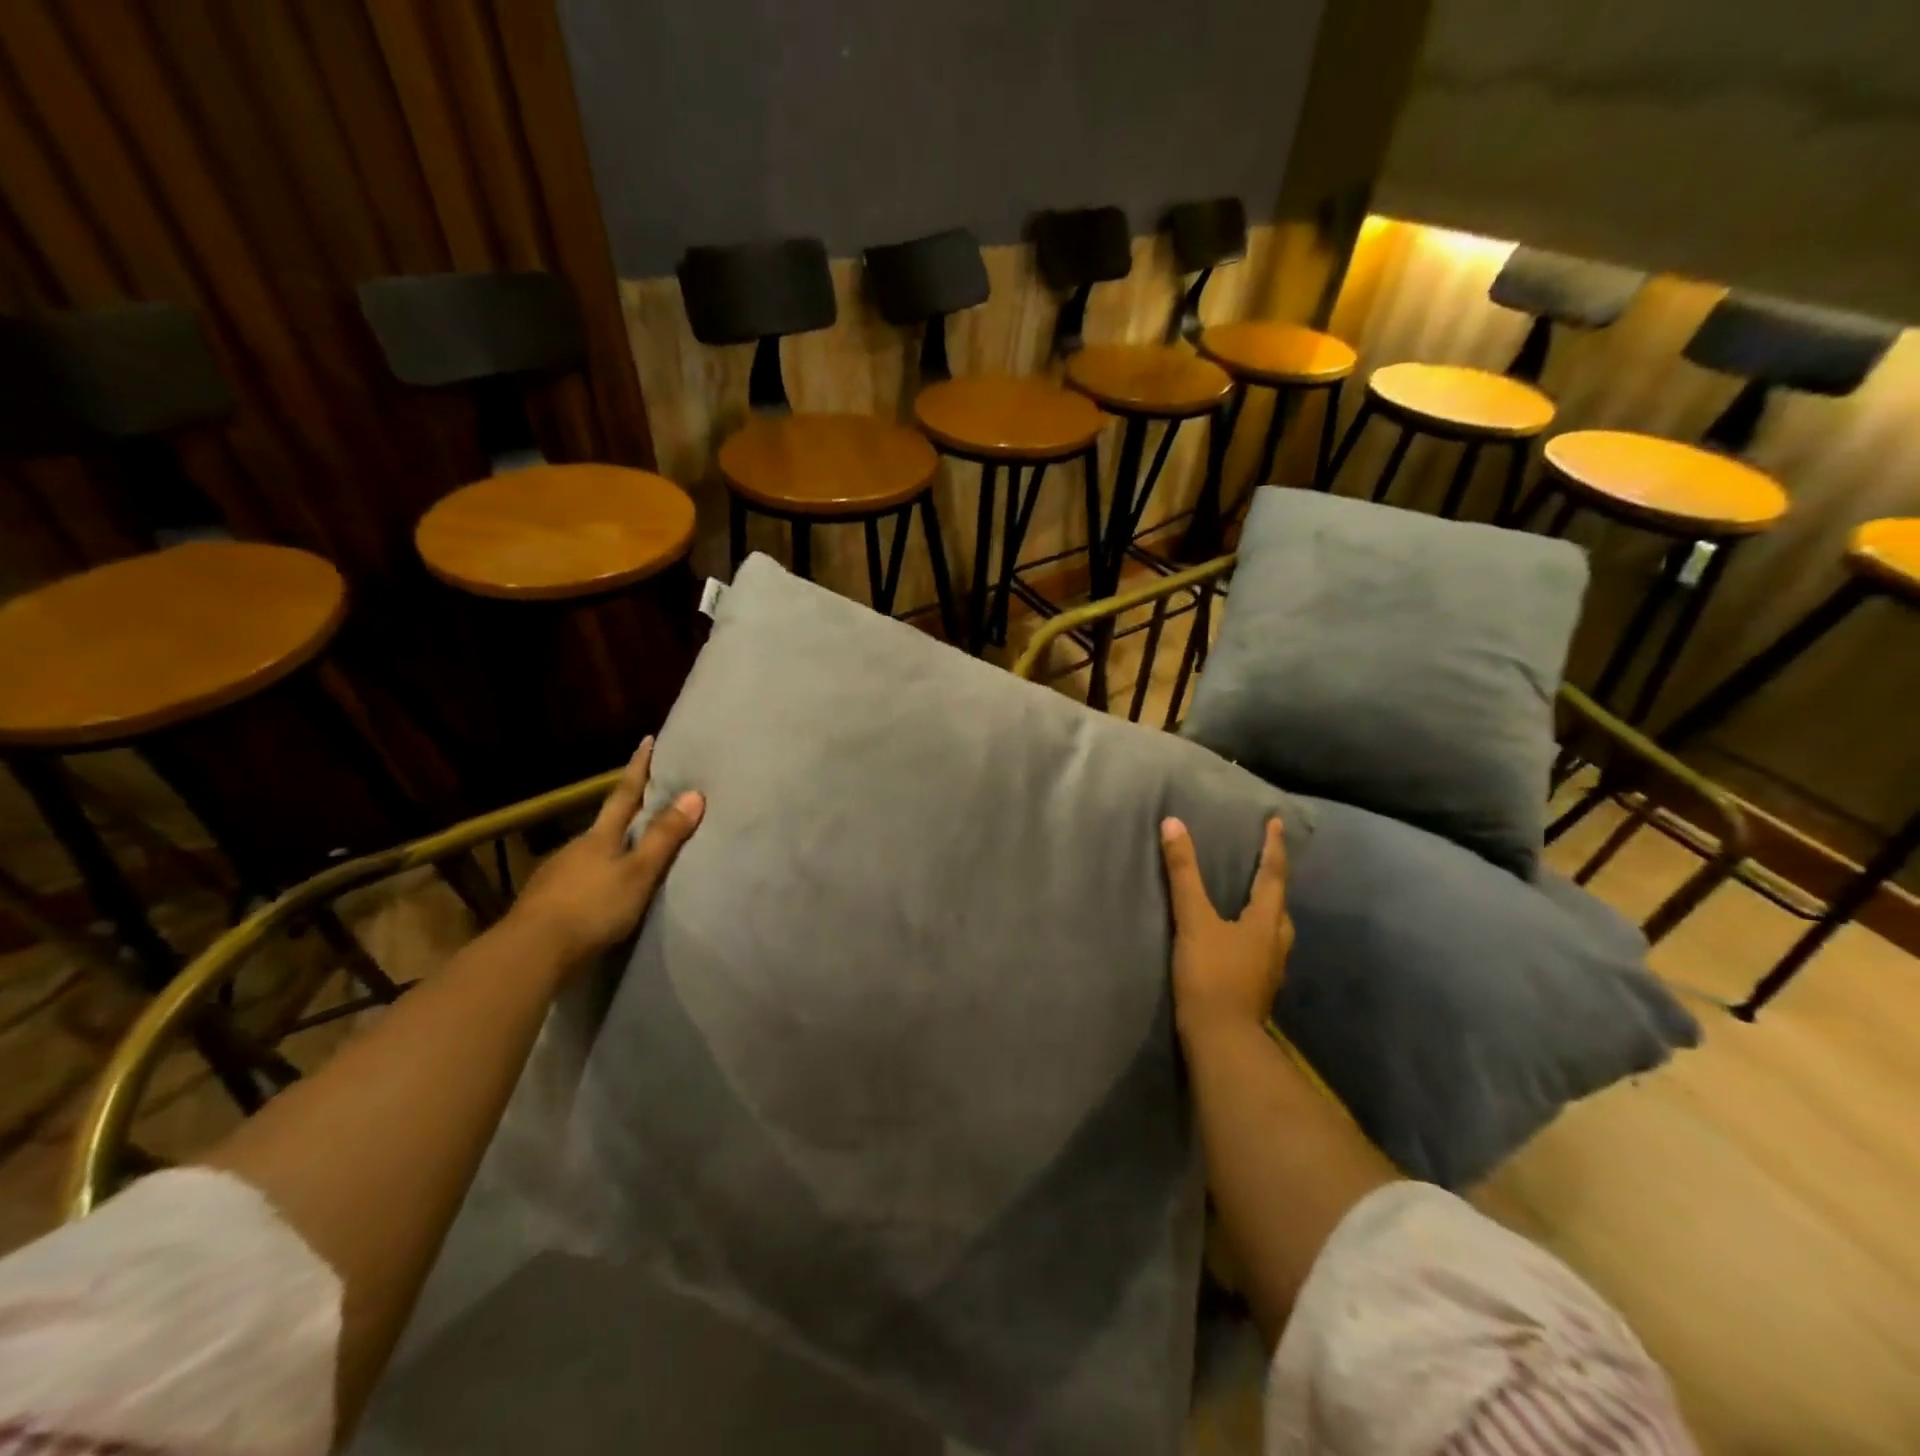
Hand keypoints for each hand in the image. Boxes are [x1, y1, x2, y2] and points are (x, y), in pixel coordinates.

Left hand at [507, 737, 703, 967]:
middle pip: (606, 823)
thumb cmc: (593, 907)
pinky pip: (578, 879)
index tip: (648, 740)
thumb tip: (695, 794)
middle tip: (648, 802)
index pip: (625, 794)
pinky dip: (594, 878)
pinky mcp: (546, 900)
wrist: (531, 952)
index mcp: (601, 836)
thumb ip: (665, 837)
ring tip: (629, 855)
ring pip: (591, 852)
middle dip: (626, 812)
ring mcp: (557, 873)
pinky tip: (600, 892)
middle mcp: (576, 846)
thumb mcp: (639, 873)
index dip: (638, 768)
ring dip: (609, 849)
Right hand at [1160, 816, 1292, 1039]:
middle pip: (1280, 905)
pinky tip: (1238, 943)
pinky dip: (1254, 936)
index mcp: (1265, 922)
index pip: (1273, 875)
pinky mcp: (1257, 990)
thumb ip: (1183, 873)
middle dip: (1275, 882)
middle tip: (1265, 864)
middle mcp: (1275, 944)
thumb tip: (1173, 824)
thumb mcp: (1193, 920)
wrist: (1222, 1040)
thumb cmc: (1211, 975)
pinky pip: (1262, 951)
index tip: (1277, 823)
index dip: (1273, 847)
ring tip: (1251, 901)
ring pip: (1274, 931)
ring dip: (1267, 911)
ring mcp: (1269, 970)